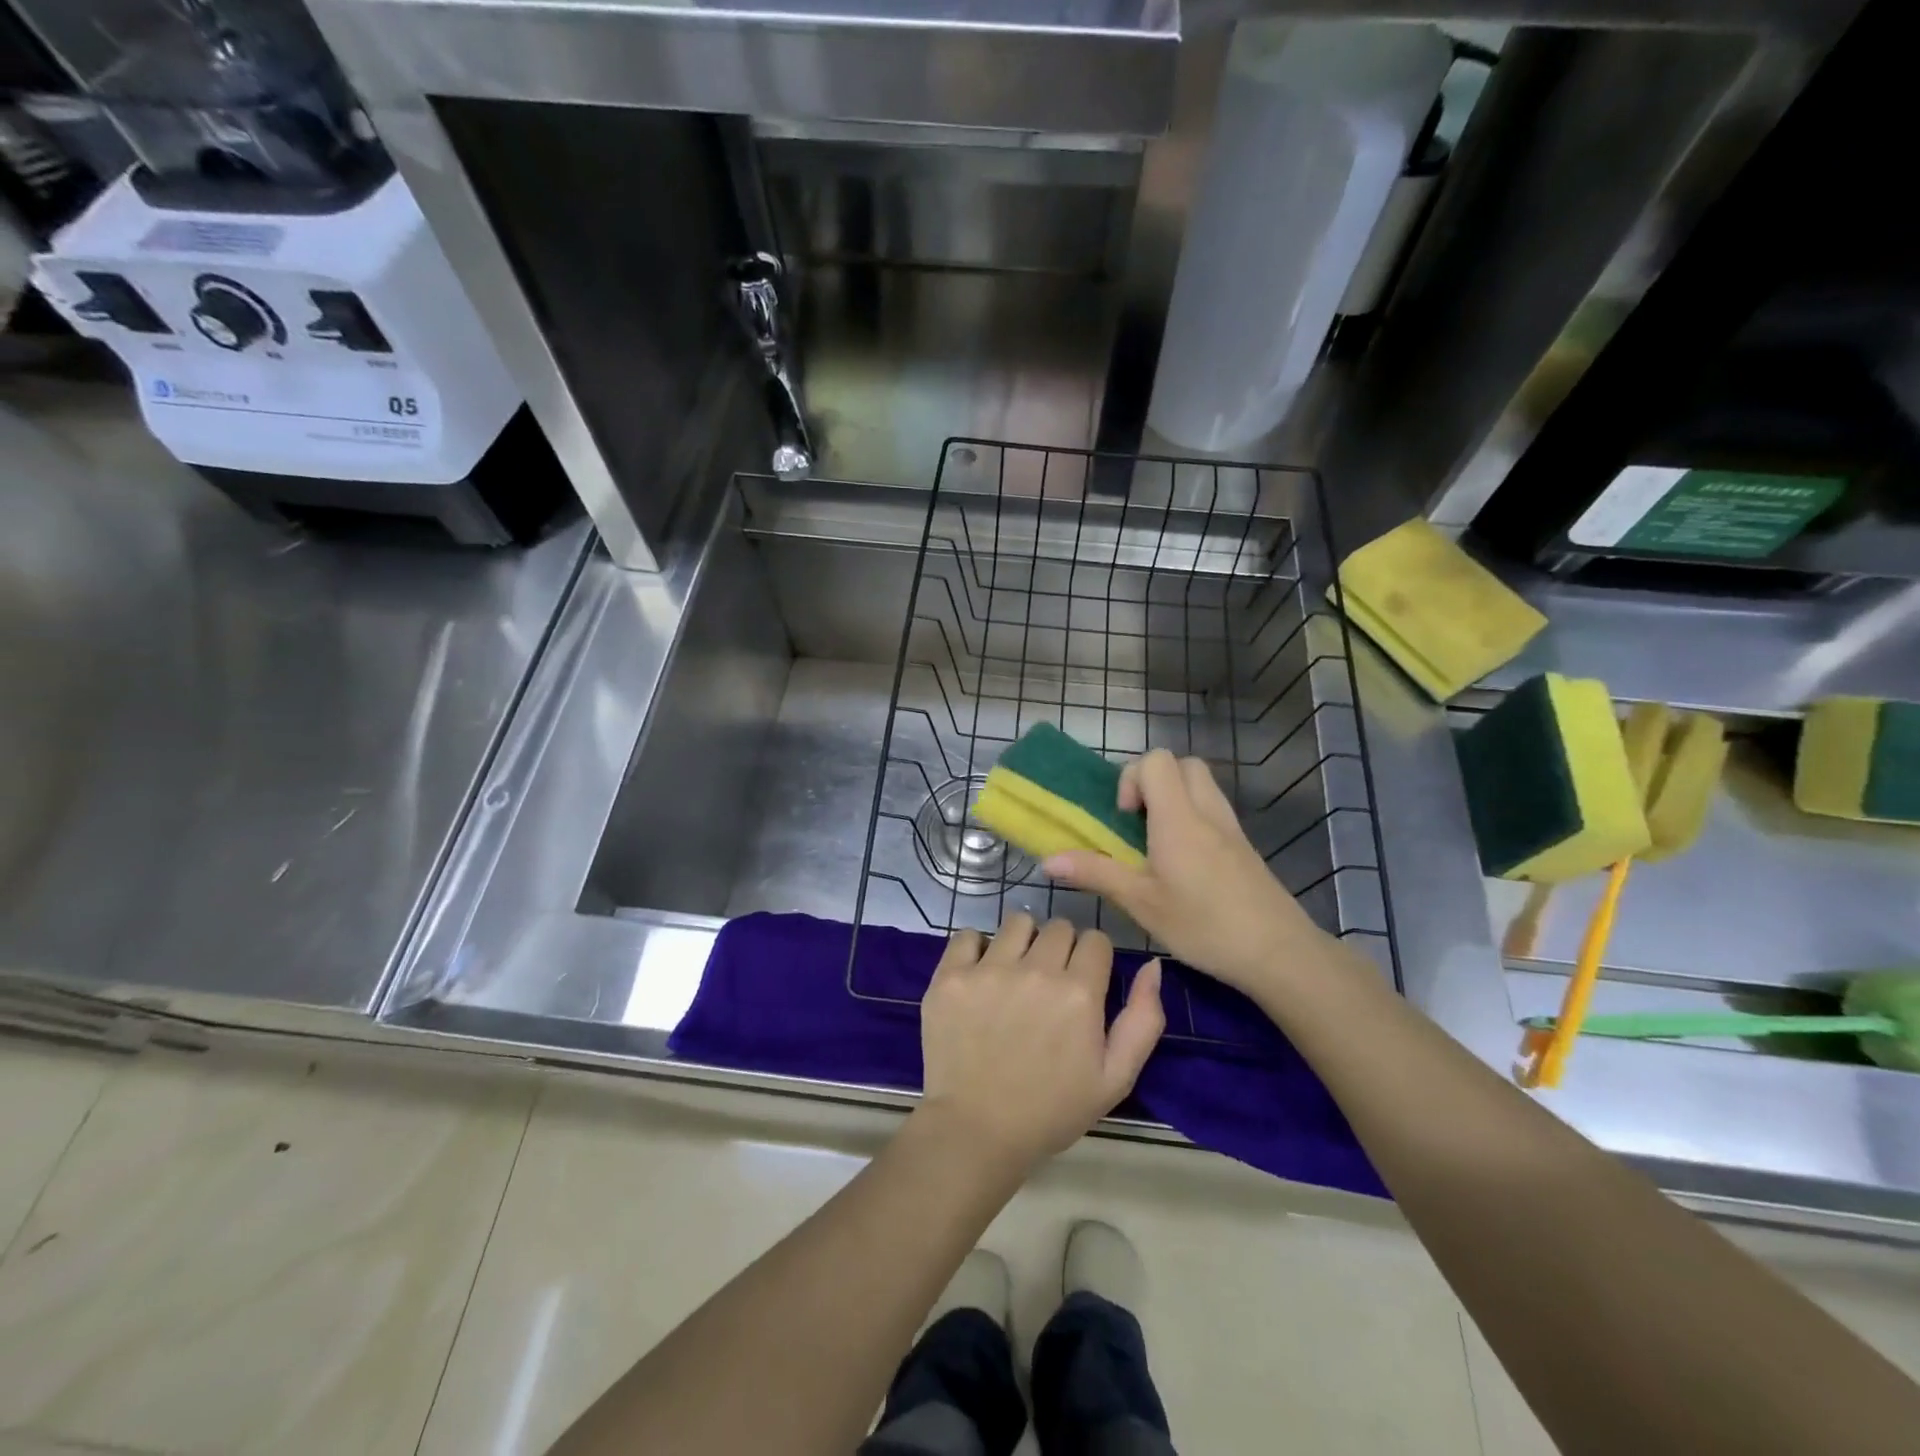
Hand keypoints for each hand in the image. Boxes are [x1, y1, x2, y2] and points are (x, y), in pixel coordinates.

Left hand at [917, 914, 1163, 1170]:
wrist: (977, 1131)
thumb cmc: (1051, 1109)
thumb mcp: (1115, 1078)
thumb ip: (1143, 1019)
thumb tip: (1152, 965)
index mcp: (1079, 993)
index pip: (1095, 939)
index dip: (1092, 958)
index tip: (1082, 981)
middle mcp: (1036, 971)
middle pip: (1058, 926)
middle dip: (1060, 948)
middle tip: (1048, 983)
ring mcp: (989, 970)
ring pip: (1017, 922)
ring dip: (1022, 941)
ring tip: (1014, 974)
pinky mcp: (951, 975)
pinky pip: (969, 934)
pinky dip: (977, 949)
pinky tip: (980, 975)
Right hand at [1043, 748, 1323, 998]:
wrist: (1279, 952)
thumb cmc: (1204, 925)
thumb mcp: (1141, 903)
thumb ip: (1095, 874)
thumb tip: (1048, 860)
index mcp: (1178, 818)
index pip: (1156, 761)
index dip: (1132, 779)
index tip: (1124, 819)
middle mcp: (1206, 811)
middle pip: (1181, 764)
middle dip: (1153, 782)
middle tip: (1138, 823)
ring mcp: (1230, 827)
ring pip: (1201, 784)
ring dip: (1174, 798)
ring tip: (1157, 842)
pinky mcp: (1244, 846)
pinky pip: (1213, 809)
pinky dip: (1193, 817)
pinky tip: (1183, 862)